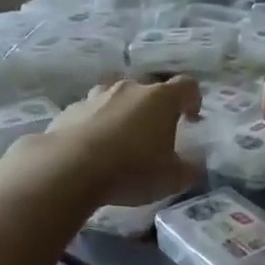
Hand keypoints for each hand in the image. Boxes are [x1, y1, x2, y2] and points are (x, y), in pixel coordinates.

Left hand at [38, 77, 202, 208]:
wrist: (69, 168)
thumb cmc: (131, 169)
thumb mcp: (172, 179)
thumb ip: (190, 169)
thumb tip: (195, 164)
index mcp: (161, 98)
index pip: (187, 86)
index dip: (193, 100)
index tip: (191, 119)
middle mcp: (129, 88)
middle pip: (149, 90)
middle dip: (155, 109)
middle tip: (154, 135)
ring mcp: (96, 96)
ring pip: (116, 98)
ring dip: (122, 113)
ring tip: (120, 140)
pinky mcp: (70, 109)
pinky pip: (90, 113)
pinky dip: (95, 125)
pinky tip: (91, 149)